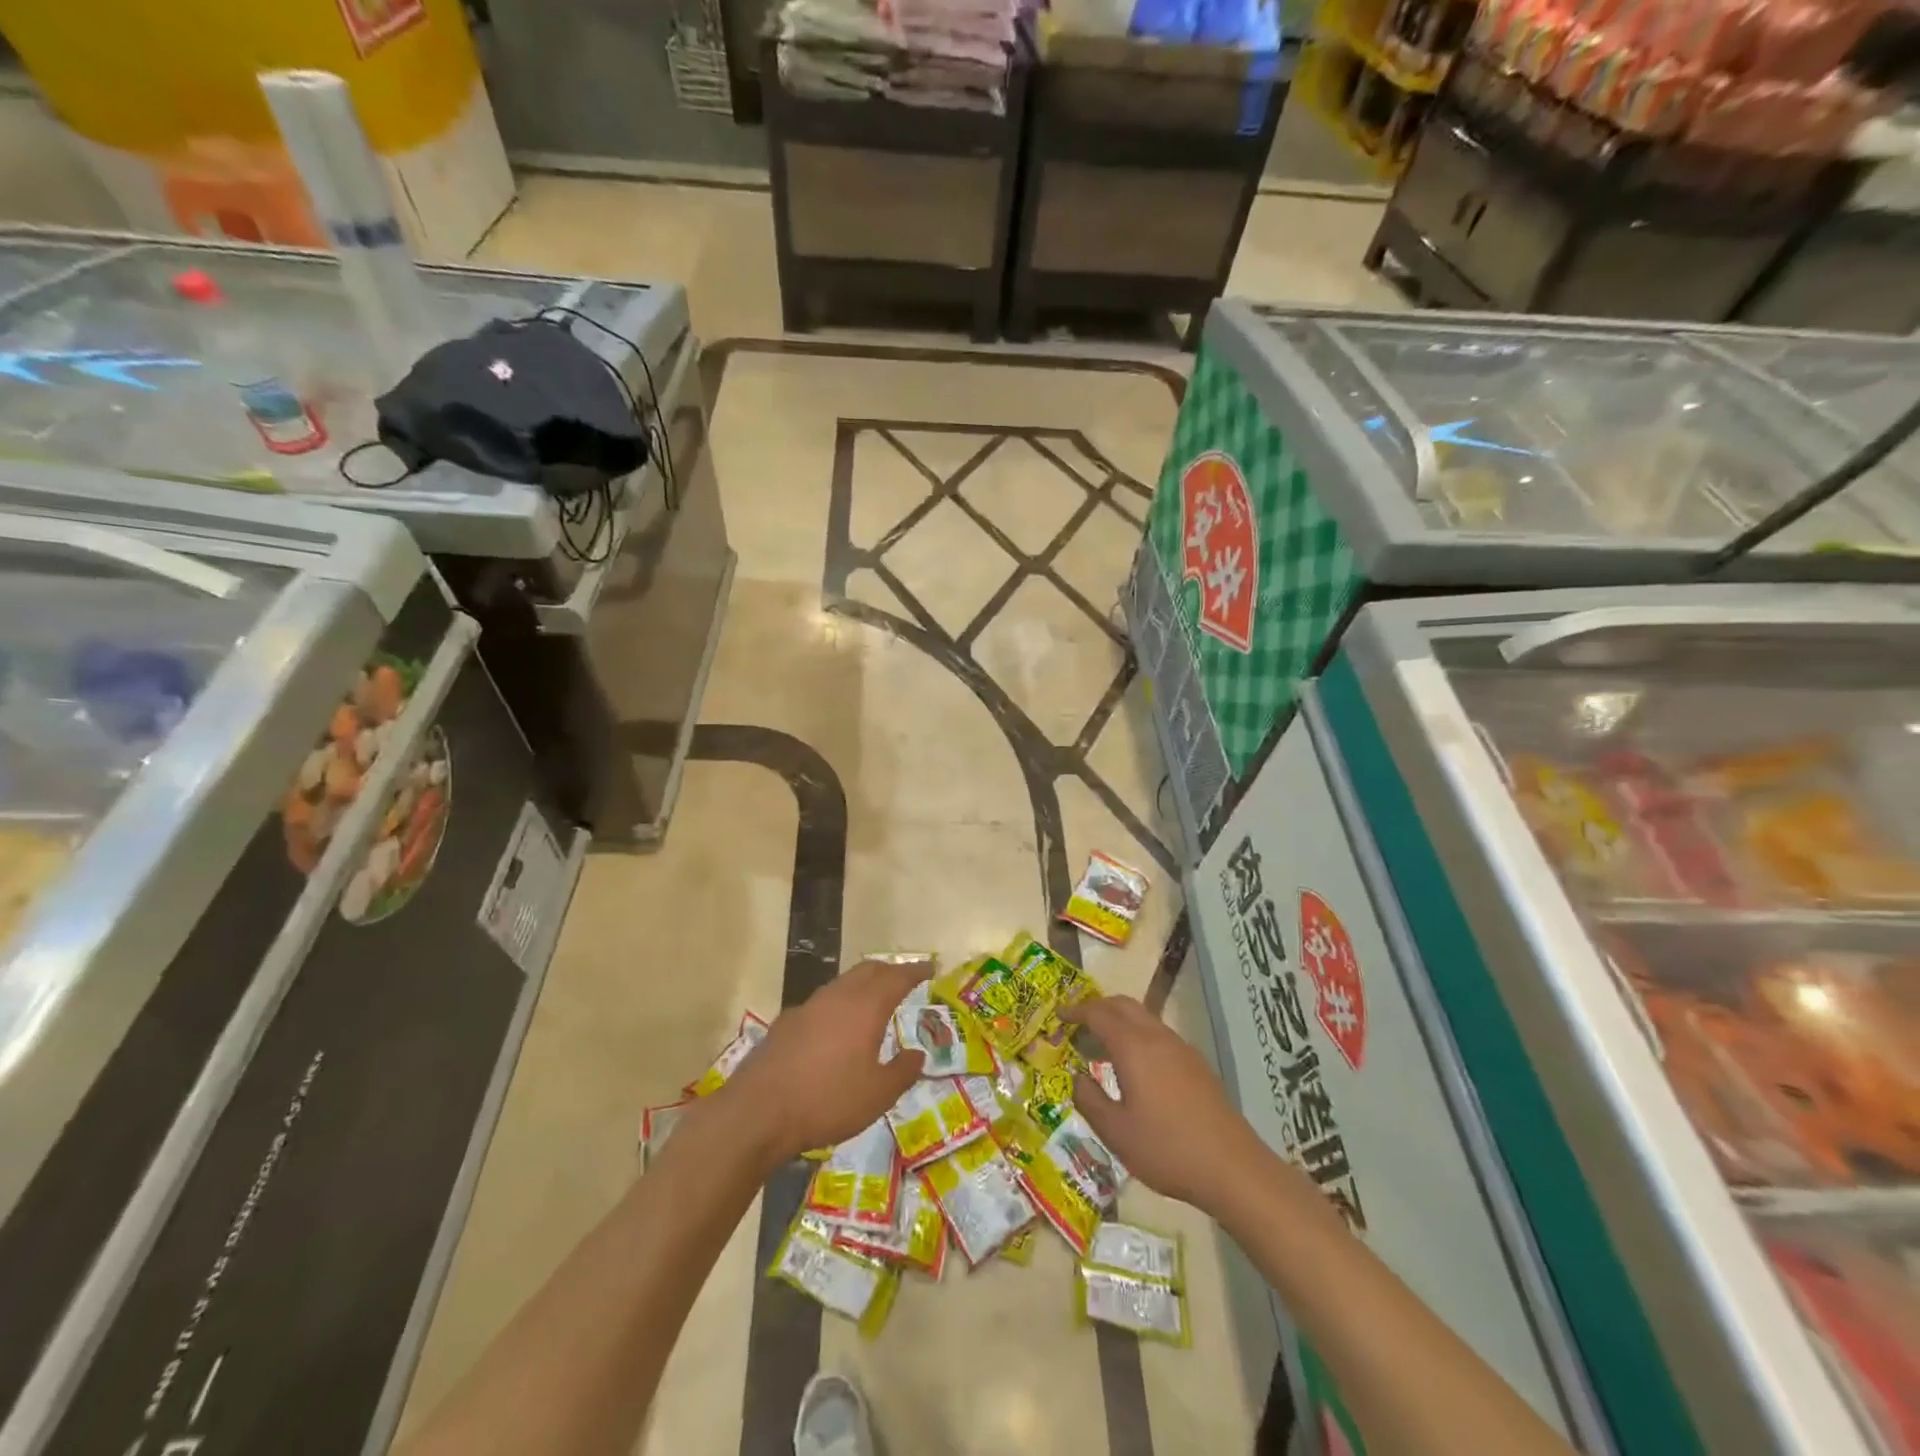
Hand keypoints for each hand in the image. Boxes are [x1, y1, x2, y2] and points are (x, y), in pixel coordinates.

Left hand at [720, 959, 928, 1164]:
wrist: (758, 1112)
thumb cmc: (827, 1101)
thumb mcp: (877, 1095)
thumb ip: (902, 1072)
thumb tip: (917, 1055)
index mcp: (865, 1007)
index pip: (897, 977)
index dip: (915, 971)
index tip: (929, 968)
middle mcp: (837, 997)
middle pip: (868, 971)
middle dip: (889, 971)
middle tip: (904, 979)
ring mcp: (808, 1006)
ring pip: (842, 983)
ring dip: (862, 985)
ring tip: (873, 1000)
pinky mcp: (786, 1022)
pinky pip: (822, 1002)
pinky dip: (838, 1004)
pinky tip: (836, 1027)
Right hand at [1067, 994, 1266, 1213]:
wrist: (1233, 1168)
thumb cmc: (1167, 1149)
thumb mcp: (1116, 1132)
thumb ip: (1089, 1099)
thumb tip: (1076, 1077)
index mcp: (1133, 1047)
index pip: (1098, 1013)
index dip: (1075, 1011)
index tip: (1058, 1016)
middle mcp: (1157, 1037)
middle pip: (1122, 1005)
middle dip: (1097, 1008)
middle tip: (1077, 1025)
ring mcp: (1181, 1048)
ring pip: (1143, 1017)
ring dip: (1119, 1021)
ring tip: (1101, 1046)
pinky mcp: (1196, 1064)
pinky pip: (1158, 1034)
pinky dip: (1137, 1035)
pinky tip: (1134, 1067)